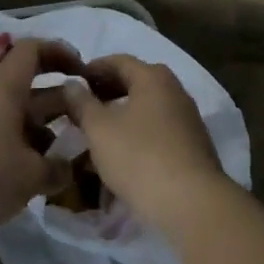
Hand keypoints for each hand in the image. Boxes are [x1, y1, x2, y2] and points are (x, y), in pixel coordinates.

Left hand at [0, 38, 78, 230]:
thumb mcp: (31, 175)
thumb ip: (57, 169)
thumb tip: (69, 168)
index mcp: (6, 88)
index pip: (33, 50)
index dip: (59, 52)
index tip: (82, 70)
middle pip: (27, 86)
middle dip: (58, 102)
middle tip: (82, 121)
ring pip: (13, 114)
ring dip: (39, 129)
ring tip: (60, 156)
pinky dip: (17, 145)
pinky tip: (29, 173)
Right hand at [60, 55, 227, 230]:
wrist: (190, 202)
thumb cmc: (139, 157)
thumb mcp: (100, 129)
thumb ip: (83, 103)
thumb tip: (72, 84)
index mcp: (154, 77)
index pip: (118, 61)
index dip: (92, 68)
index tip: (72, 82)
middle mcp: (175, 90)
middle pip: (135, 83)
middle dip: (106, 93)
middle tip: (81, 109)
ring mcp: (187, 118)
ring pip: (146, 109)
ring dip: (120, 116)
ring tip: (96, 134)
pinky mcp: (191, 145)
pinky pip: (157, 131)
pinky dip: (136, 135)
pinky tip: (121, 155)